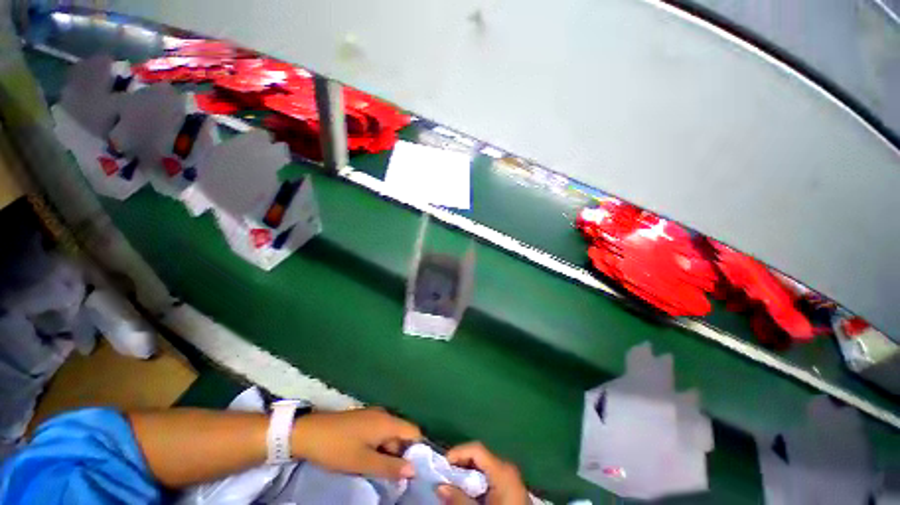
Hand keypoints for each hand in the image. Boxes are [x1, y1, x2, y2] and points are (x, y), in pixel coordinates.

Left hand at [292, 407, 421, 479]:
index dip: (418, 450)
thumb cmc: (338, 448)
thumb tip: (414, 470)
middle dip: (399, 455)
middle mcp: (384, 415)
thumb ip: (389, 466)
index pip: (414, 432)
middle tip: (391, 477)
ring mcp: (373, 416)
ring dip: (387, 453)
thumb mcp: (363, 462)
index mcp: (387, 422)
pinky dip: (378, 447)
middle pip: (402, 434)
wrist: (309, 432)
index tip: (415, 471)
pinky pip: (379, 433)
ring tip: (376, 471)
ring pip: (390, 435)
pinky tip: (367, 460)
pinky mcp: (363, 420)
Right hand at [435, 442, 528, 504]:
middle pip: (479, 456)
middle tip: (444, 476)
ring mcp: (511, 477)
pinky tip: (468, 491)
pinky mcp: (511, 487)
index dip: (458, 452)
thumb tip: (439, 486)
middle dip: (460, 464)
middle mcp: (507, 467)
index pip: (476, 449)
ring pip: (484, 466)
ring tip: (453, 484)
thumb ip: (460, 498)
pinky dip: (477, 480)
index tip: (441, 465)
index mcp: (502, 469)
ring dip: (467, 473)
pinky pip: (490, 476)